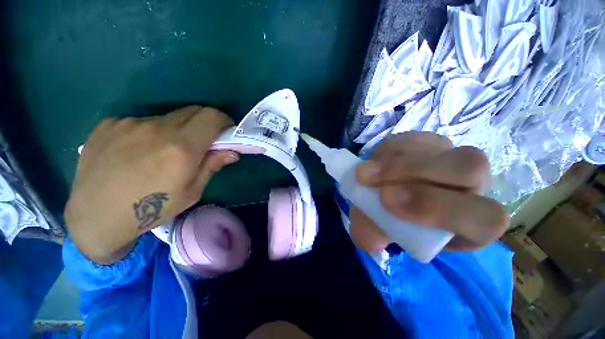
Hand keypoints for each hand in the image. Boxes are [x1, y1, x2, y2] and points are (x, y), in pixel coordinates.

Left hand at [65, 106, 237, 263]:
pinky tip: (137, 152)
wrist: (95, 216)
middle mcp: (156, 128)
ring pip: (168, 118)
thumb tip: (232, 152)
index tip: (225, 131)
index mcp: (181, 148)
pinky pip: (142, 122)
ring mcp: (130, 123)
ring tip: (162, 152)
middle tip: (200, 143)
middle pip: (193, 111)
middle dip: (204, 124)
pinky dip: (150, 132)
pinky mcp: (110, 123)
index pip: (211, 116)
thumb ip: (212, 165)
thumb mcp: (192, 192)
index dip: (223, 120)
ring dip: (176, 130)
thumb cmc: (151, 210)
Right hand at [350, 131, 507, 253]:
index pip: (485, 218)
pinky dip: (386, 151)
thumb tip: (371, 236)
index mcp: (469, 223)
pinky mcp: (425, 142)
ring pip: (437, 149)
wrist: (379, 194)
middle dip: (416, 173)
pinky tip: (372, 163)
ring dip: (394, 162)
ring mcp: (447, 158)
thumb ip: (373, 237)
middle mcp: (469, 187)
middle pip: (469, 169)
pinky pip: (410, 140)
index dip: (440, 209)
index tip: (389, 203)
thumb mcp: (377, 234)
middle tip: (375, 183)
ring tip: (364, 172)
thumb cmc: (386, 221)